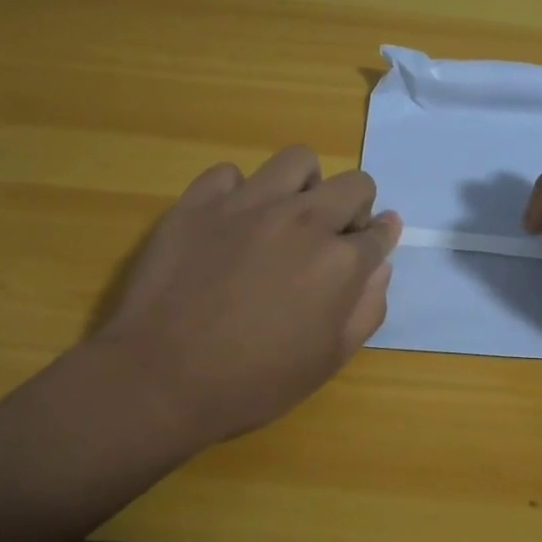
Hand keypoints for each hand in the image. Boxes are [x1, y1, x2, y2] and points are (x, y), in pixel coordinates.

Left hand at [93, 147, 400, 449]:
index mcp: (340, 261)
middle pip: (354, 185)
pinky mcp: (200, 201)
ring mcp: (249, 203)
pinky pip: (229, 174)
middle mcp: (303, 219)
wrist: (161, 378)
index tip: (370, 246)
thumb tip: (380, 266)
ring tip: (285, 216)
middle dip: (355, 208)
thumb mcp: (329, 360)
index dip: (380, 240)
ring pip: (297, 161)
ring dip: (304, 186)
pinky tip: (229, 223)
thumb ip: (366, 308)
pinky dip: (237, 193)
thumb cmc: (254, 381)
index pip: (380, 232)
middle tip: (330, 239)